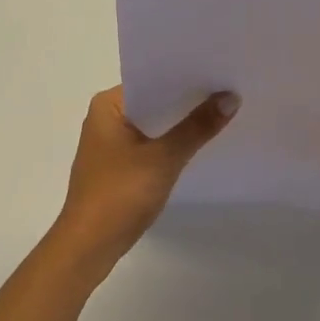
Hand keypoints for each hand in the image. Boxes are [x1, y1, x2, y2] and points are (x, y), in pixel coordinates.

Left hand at [54, 86, 238, 277]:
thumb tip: (231, 97)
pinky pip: (149, 144)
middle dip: (187, 101)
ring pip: (153, 124)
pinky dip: (170, 144)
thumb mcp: (164, 158)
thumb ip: (197, 127)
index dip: (185, 77)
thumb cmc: (119, 194)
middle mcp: (105, 117)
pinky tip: (197, 145)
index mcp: (108, 105)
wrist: (88, 248)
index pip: (152, 79)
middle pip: (154, 101)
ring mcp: (110, 143)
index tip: (218, 72)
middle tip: (228, 90)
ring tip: (220, 114)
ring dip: (179, 124)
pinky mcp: (117, 166)